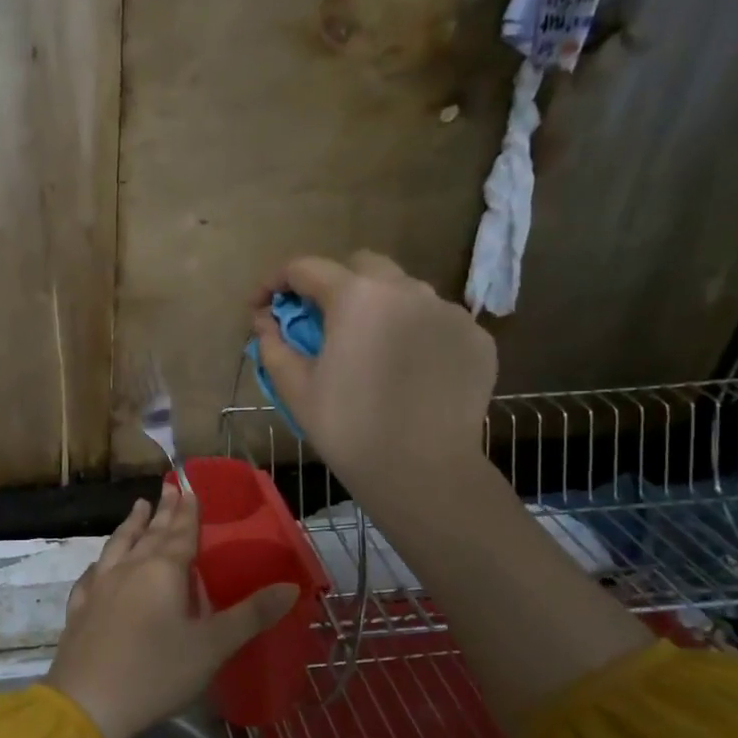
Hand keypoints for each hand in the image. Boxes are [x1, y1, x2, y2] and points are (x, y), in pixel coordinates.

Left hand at [45, 483, 298, 737]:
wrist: (88, 702)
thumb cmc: (157, 671)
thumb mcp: (213, 646)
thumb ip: (251, 615)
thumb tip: (291, 587)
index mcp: (163, 571)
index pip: (180, 533)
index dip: (188, 512)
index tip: (189, 488)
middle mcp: (130, 569)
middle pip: (149, 533)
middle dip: (162, 511)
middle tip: (168, 488)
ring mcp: (100, 587)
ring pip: (118, 546)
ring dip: (130, 525)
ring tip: (137, 508)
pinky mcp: (80, 609)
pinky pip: (92, 576)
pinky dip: (101, 564)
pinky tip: (99, 566)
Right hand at [252, 251, 494, 497]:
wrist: (422, 471)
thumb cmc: (348, 428)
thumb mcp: (296, 388)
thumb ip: (273, 344)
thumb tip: (263, 320)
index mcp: (356, 296)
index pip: (306, 268)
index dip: (275, 283)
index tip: (261, 307)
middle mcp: (407, 289)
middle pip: (361, 266)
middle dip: (333, 284)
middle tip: (318, 321)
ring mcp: (448, 311)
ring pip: (404, 291)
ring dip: (378, 307)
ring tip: (367, 347)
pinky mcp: (476, 338)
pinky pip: (436, 321)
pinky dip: (413, 333)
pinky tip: (405, 369)